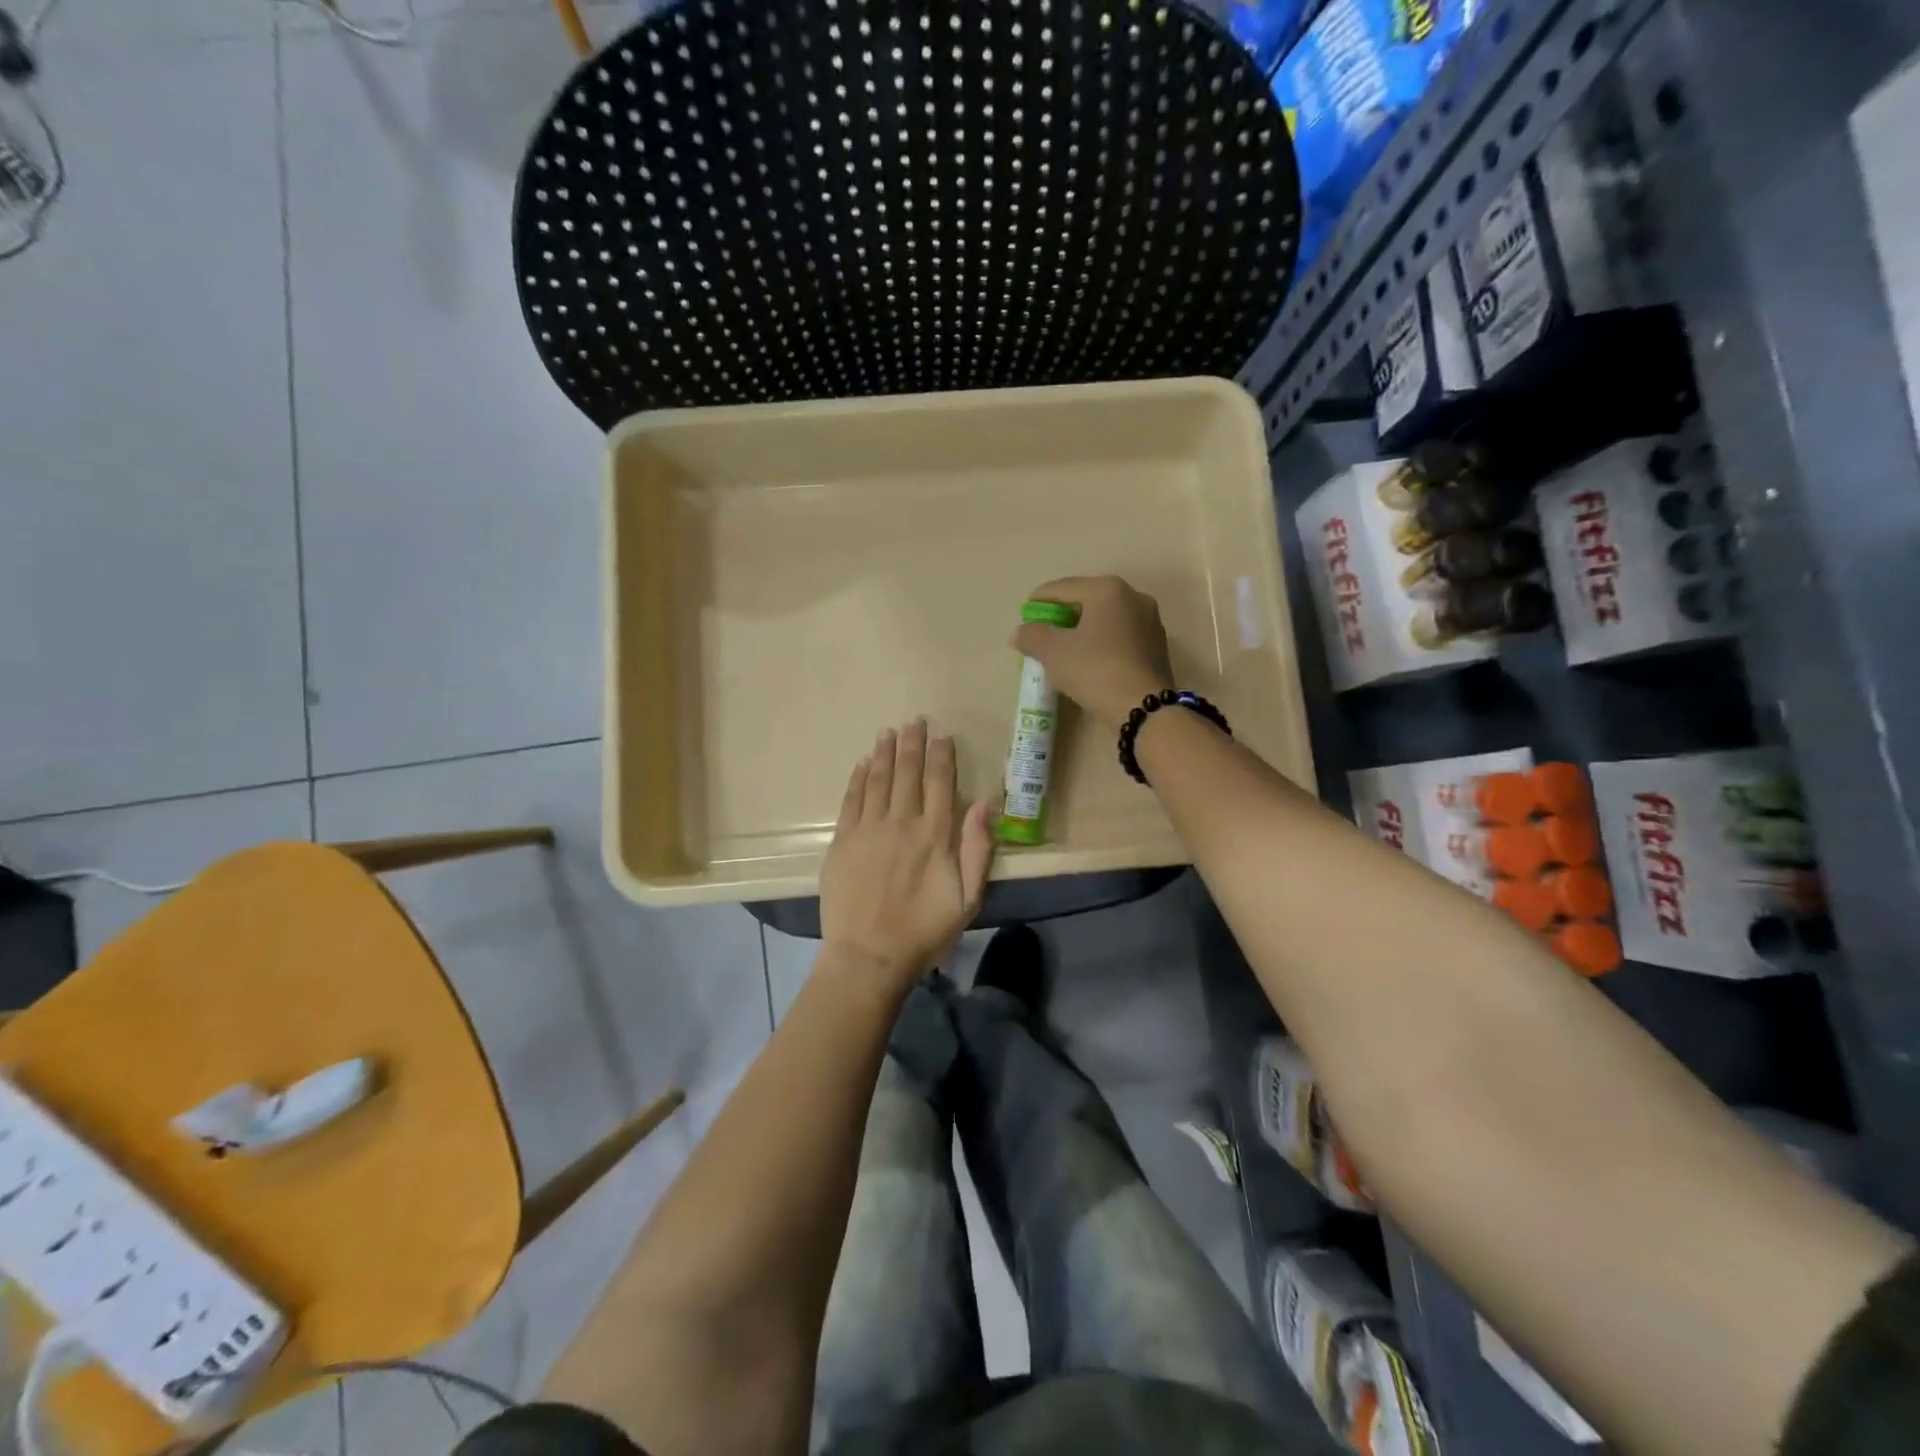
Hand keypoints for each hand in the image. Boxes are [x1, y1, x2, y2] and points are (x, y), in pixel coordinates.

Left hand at [820, 719, 995, 987]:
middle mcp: (901, 822)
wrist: (869, 956)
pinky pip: (851, 800)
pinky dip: (858, 778)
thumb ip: (977, 849)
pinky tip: (863, 763)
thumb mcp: (967, 898)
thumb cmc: (924, 931)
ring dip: (884, 753)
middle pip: (907, 772)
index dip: (941, 754)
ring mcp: (868, 830)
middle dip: (912, 743)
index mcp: (935, 835)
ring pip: (878, 779)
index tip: (941, 733)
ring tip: (888, 731)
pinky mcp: (842, 841)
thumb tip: (985, 803)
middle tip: (914, 720)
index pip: (939, 782)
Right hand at [1011, 576, 1174, 731]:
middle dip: (1063, 616)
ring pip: (1106, 621)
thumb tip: (1020, 633)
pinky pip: (1120, 638)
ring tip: (1065, 649)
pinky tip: (1090, 662)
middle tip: (1043, 632)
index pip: (1063, 588)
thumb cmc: (1095, 670)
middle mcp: (1134, 597)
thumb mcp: (1053, 652)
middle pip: (1087, 601)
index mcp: (1108, 590)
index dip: (1040, 600)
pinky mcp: (1157, 648)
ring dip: (1083, 631)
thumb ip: (1031, 636)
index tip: (1025, 614)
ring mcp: (1150, 623)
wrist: (1143, 709)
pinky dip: (1102, 644)